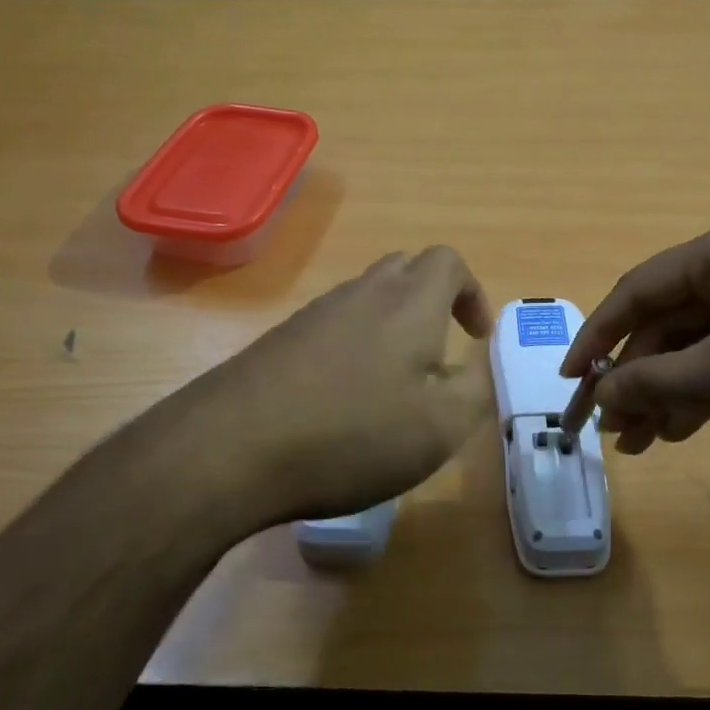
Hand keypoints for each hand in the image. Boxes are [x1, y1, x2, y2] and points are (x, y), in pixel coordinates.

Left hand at [182, 246, 494, 528]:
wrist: (232, 448)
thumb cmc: (353, 434)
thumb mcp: (440, 427)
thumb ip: (474, 388)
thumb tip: (476, 363)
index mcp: (409, 303)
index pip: (448, 261)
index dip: (471, 292)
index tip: (474, 337)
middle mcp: (361, 294)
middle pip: (405, 269)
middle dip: (432, 301)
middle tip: (439, 353)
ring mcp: (314, 314)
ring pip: (365, 297)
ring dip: (391, 325)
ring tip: (394, 383)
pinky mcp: (280, 340)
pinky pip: (331, 325)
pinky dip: (354, 346)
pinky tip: (344, 398)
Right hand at [561, 216, 709, 457]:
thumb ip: (653, 382)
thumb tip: (596, 397)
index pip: (637, 290)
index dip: (597, 336)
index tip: (570, 381)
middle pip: (663, 323)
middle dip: (633, 378)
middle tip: (605, 429)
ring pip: (691, 348)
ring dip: (661, 393)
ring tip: (637, 444)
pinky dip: (697, 395)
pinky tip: (677, 432)